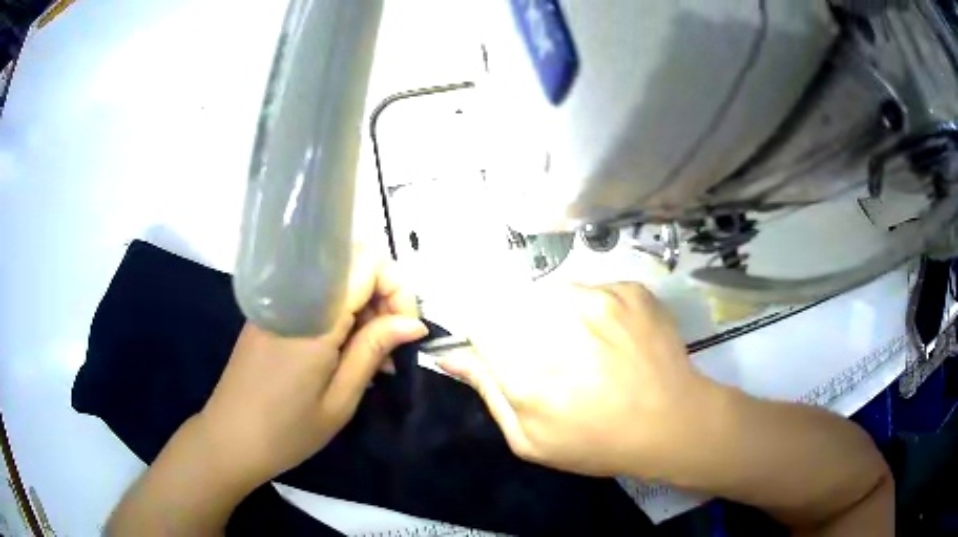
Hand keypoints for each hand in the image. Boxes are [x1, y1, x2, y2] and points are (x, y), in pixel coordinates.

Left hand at [195, 246, 427, 489]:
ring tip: (372, 361)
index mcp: (315, 314)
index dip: (397, 289)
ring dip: (363, 311)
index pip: (369, 263)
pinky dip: (339, 318)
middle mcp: (294, 294)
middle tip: (389, 351)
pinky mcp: (271, 313)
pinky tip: (343, 356)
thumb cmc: (288, 429)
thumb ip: (374, 349)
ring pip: (336, 282)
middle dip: (383, 299)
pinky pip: (316, 298)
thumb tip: (413, 323)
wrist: (230, 439)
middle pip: (354, 266)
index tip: (404, 332)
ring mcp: (279, 301)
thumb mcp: (340, 398)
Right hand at [438, 282, 714, 477]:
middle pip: (516, 304)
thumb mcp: (531, 440)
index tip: (505, 349)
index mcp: (528, 372)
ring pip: (553, 293)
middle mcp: (559, 326)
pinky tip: (614, 338)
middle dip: (525, 328)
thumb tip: (453, 354)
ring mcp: (600, 301)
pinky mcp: (628, 290)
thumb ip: (489, 393)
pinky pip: (592, 289)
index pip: (481, 324)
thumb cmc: (598, 442)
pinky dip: (595, 310)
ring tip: (587, 347)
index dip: (489, 334)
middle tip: (556, 359)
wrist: (673, 423)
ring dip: (559, 315)